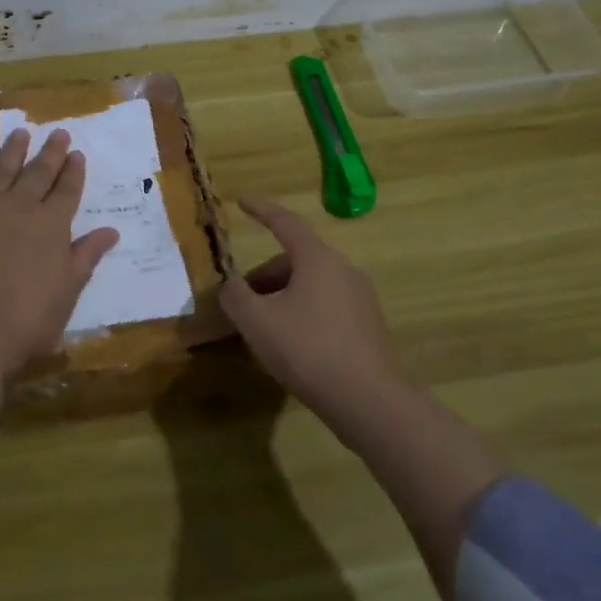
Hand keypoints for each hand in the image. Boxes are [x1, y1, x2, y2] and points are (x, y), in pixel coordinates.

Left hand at [0, 130, 118, 375]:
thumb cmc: (27, 320)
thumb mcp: (68, 291)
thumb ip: (86, 257)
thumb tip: (111, 231)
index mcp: (51, 226)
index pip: (67, 193)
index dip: (73, 174)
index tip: (77, 154)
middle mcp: (19, 209)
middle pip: (37, 175)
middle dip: (49, 154)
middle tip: (58, 132)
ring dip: (10, 152)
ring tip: (19, 132)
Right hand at [219, 196, 409, 428]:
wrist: (369, 400)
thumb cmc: (307, 350)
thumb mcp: (257, 322)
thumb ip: (235, 296)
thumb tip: (231, 286)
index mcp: (317, 259)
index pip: (285, 222)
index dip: (260, 210)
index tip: (242, 200)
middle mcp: (343, 269)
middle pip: (296, 259)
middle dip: (265, 276)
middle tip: (243, 303)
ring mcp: (361, 297)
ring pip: (311, 284)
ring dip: (283, 297)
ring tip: (265, 330)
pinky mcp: (368, 325)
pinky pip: (327, 305)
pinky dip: (303, 313)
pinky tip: (293, 346)